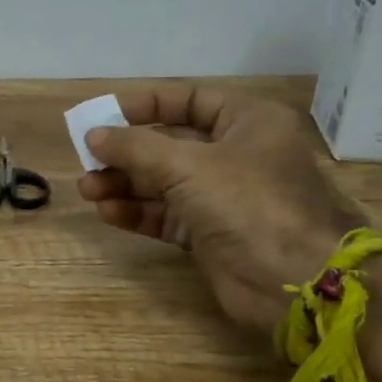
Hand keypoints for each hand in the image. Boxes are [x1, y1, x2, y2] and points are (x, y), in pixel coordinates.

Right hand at [78, 86, 366, 332]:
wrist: (295, 281)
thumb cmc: (248, 204)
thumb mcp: (186, 165)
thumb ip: (135, 147)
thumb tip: (93, 135)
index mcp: (248, 122)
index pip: (190, 100)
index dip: (145, 105)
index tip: (103, 115)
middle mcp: (236, 155)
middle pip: (170, 144)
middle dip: (126, 153)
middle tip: (87, 160)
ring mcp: (224, 197)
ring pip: (163, 182)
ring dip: (124, 184)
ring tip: (88, 190)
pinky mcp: (211, 234)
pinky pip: (166, 215)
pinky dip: (137, 212)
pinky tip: (108, 212)